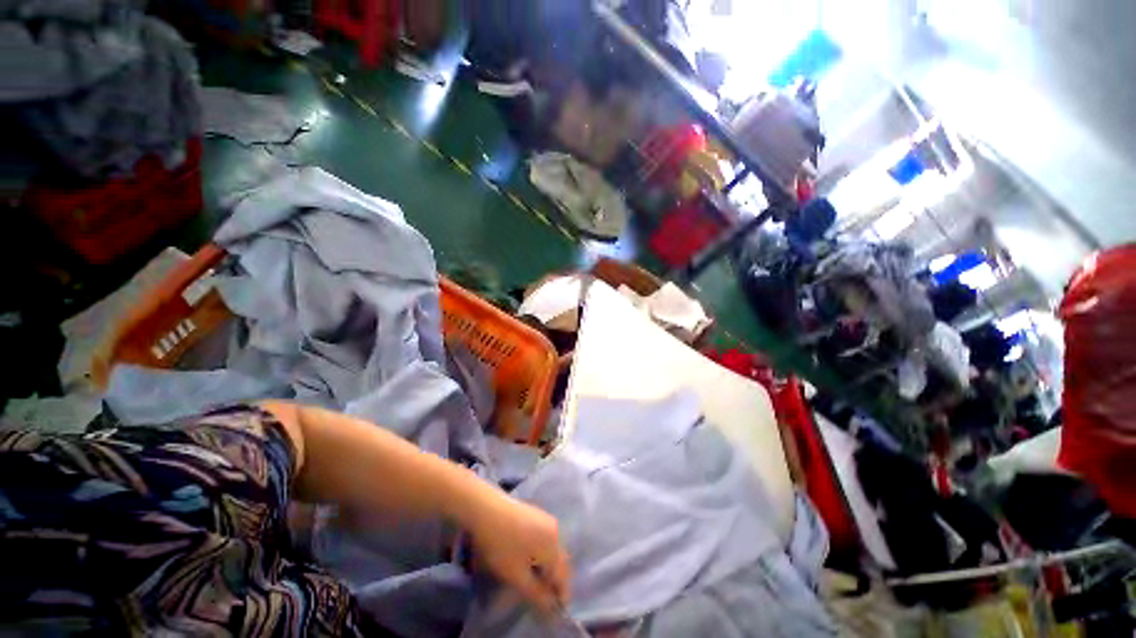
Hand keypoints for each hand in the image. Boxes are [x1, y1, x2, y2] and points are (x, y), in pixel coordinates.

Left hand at [462, 489, 571, 614]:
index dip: (561, 596)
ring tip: (538, 581)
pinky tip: (532, 559)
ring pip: (554, 550)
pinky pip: (547, 540)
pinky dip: (544, 554)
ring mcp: (547, 520)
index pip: (564, 577)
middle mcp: (556, 531)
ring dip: (550, 567)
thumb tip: (552, 608)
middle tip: (546, 598)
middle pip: (561, 562)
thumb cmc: (502, 545)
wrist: (488, 509)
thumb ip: (536, 593)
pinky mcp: (538, 515)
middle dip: (556, 581)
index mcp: (554, 547)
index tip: (555, 611)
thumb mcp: (516, 575)